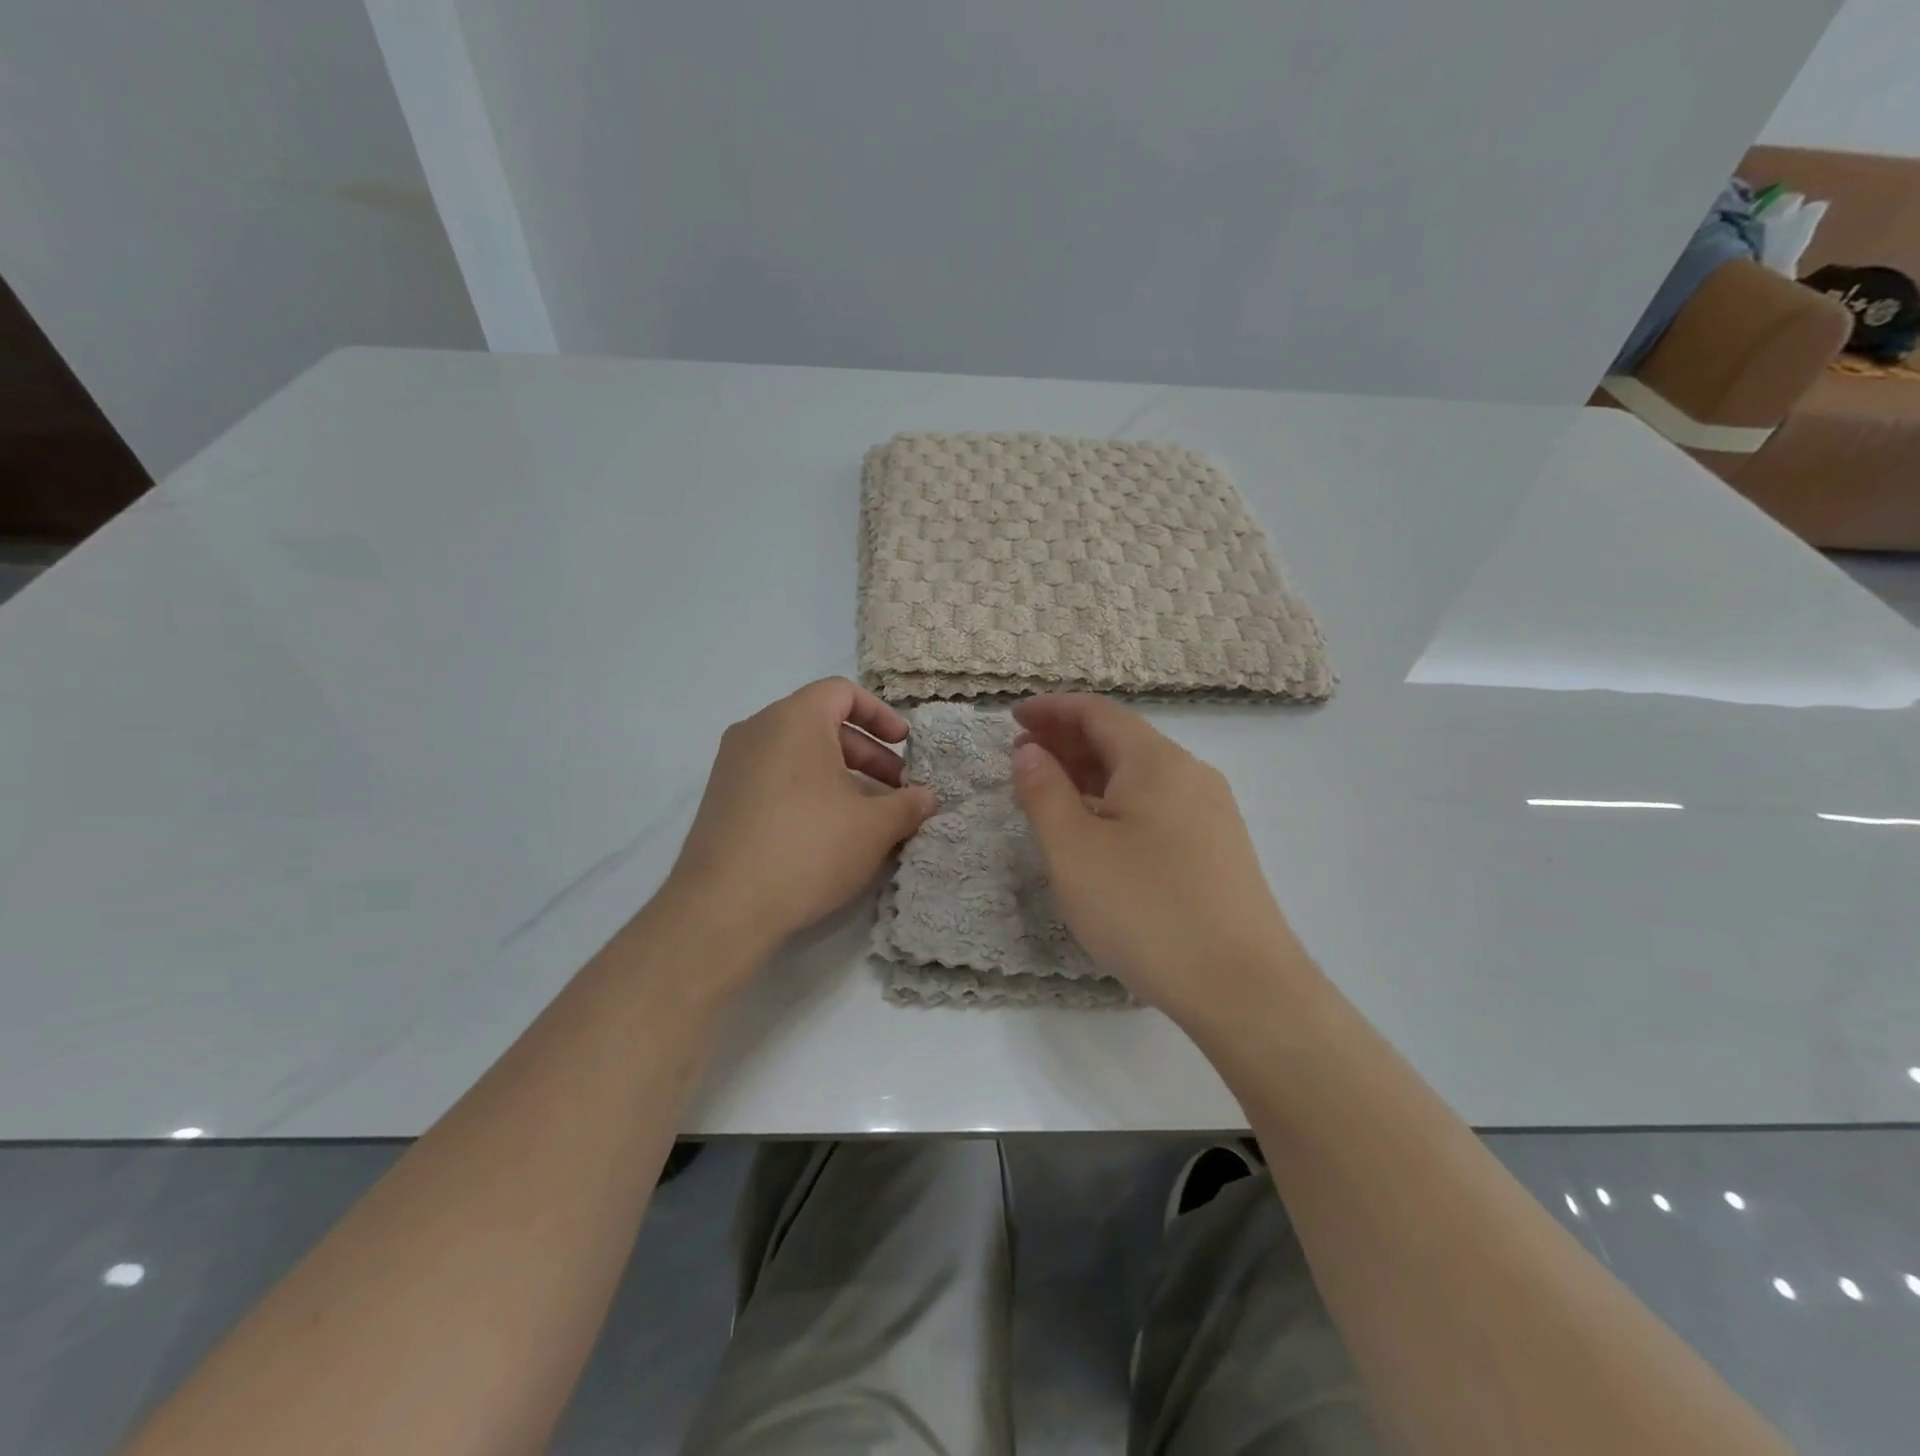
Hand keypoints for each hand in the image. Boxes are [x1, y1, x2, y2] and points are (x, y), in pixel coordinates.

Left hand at [667, 678, 937, 958]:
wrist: (723, 907)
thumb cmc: (808, 848)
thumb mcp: (873, 827)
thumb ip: (907, 805)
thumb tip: (927, 797)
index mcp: (794, 719)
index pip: (842, 692)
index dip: (881, 714)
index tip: (905, 745)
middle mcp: (758, 730)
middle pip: (822, 723)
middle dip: (867, 754)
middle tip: (897, 789)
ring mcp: (733, 764)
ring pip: (798, 754)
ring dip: (840, 775)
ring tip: (868, 815)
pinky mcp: (721, 798)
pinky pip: (774, 777)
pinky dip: (808, 791)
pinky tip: (828, 833)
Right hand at [1011, 695, 1308, 1031]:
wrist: (1243, 988)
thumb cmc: (1146, 911)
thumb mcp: (1074, 851)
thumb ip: (1044, 792)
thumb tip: (1029, 750)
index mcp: (1156, 762)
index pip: (1097, 712)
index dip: (1051, 709)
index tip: (1013, 717)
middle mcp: (1190, 774)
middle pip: (1121, 739)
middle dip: (1067, 740)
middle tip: (1023, 755)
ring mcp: (1211, 812)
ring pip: (1140, 774)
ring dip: (1091, 772)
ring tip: (1052, 791)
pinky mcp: (1219, 848)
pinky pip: (1158, 804)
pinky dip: (1117, 800)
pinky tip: (1099, 830)